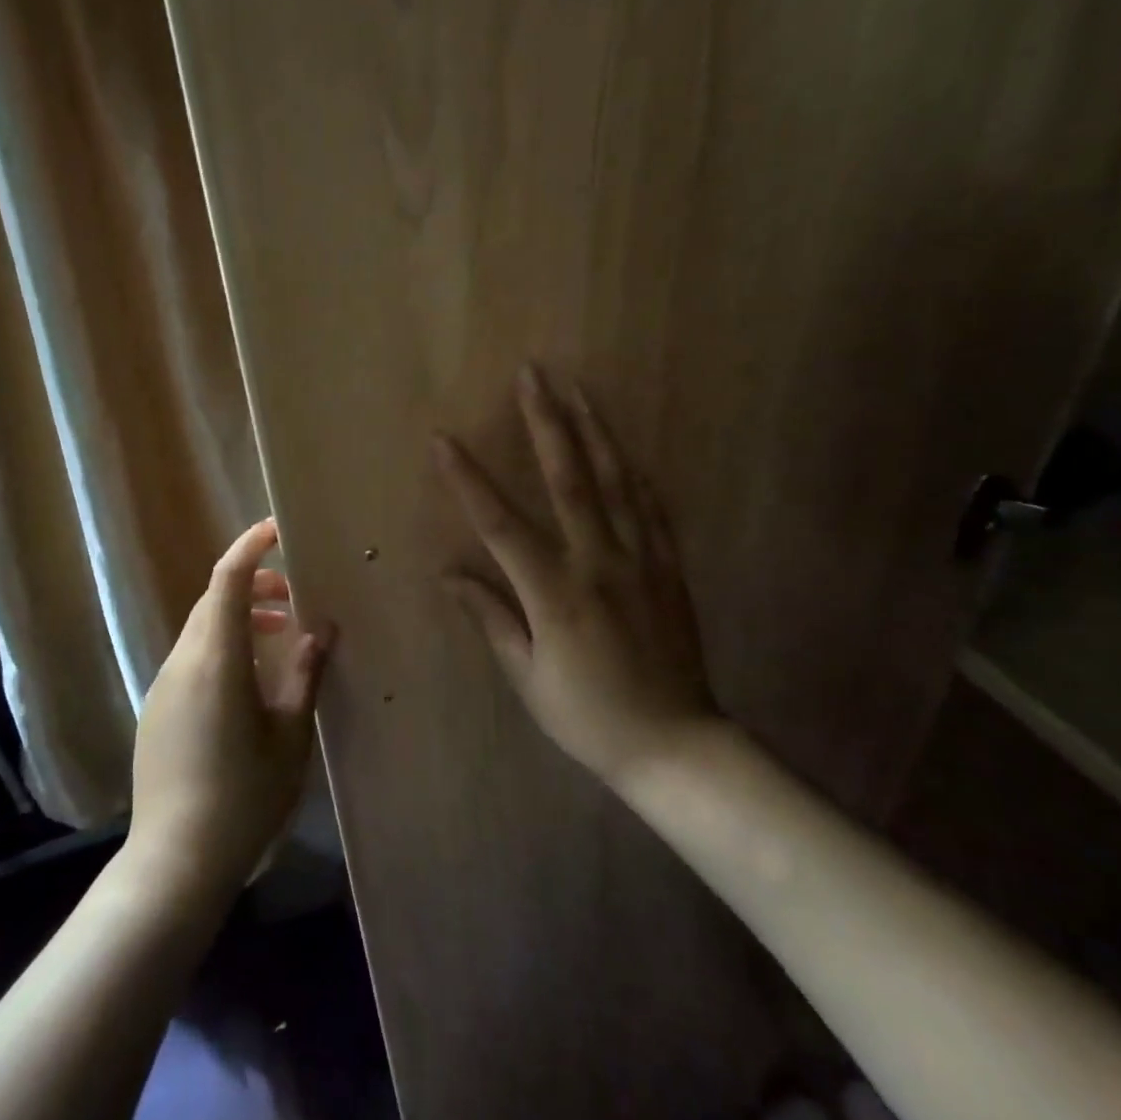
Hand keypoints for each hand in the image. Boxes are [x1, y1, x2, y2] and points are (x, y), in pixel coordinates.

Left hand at [129, 519, 333, 899]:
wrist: (176, 862)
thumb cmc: (245, 797)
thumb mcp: (290, 736)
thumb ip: (304, 675)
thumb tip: (320, 631)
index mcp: (216, 661)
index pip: (227, 580)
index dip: (250, 547)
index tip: (277, 530)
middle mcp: (182, 663)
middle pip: (213, 600)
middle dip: (252, 584)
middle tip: (293, 598)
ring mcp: (163, 687)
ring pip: (201, 629)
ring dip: (237, 618)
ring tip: (277, 637)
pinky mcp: (157, 711)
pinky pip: (191, 659)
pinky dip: (221, 647)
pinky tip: (247, 683)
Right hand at [435, 366, 719, 795]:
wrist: (676, 745)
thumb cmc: (589, 717)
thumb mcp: (528, 676)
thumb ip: (492, 617)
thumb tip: (450, 574)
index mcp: (556, 593)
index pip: (501, 524)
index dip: (469, 480)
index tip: (444, 439)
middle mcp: (599, 563)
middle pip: (568, 478)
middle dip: (546, 422)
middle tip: (533, 375)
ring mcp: (640, 560)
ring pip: (615, 481)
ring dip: (594, 430)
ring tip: (578, 389)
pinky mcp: (669, 568)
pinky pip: (651, 508)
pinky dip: (634, 472)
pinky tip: (622, 448)